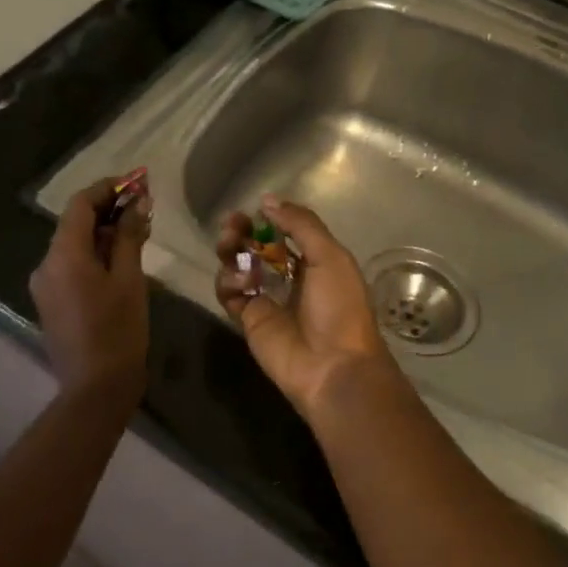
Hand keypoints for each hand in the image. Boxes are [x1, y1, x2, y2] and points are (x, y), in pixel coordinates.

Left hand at [30, 176, 151, 404]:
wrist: (95, 388)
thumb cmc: (118, 330)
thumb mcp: (129, 279)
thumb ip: (129, 236)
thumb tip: (137, 202)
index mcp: (63, 254)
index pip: (80, 204)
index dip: (107, 188)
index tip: (135, 182)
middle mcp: (46, 264)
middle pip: (74, 223)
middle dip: (107, 210)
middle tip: (142, 206)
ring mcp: (44, 285)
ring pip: (72, 245)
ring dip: (102, 233)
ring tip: (136, 232)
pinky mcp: (50, 302)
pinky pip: (70, 265)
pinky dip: (93, 255)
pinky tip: (119, 260)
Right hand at [215, 195, 398, 420]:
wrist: (333, 366)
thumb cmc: (339, 308)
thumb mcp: (330, 256)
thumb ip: (301, 225)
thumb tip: (267, 200)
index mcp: (314, 261)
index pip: (283, 232)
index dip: (267, 219)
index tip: (254, 209)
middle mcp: (288, 277)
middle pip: (255, 246)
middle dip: (242, 231)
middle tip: (232, 224)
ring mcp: (266, 298)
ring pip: (237, 266)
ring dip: (231, 251)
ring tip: (231, 248)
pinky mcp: (247, 319)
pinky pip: (228, 293)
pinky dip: (229, 281)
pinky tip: (242, 283)